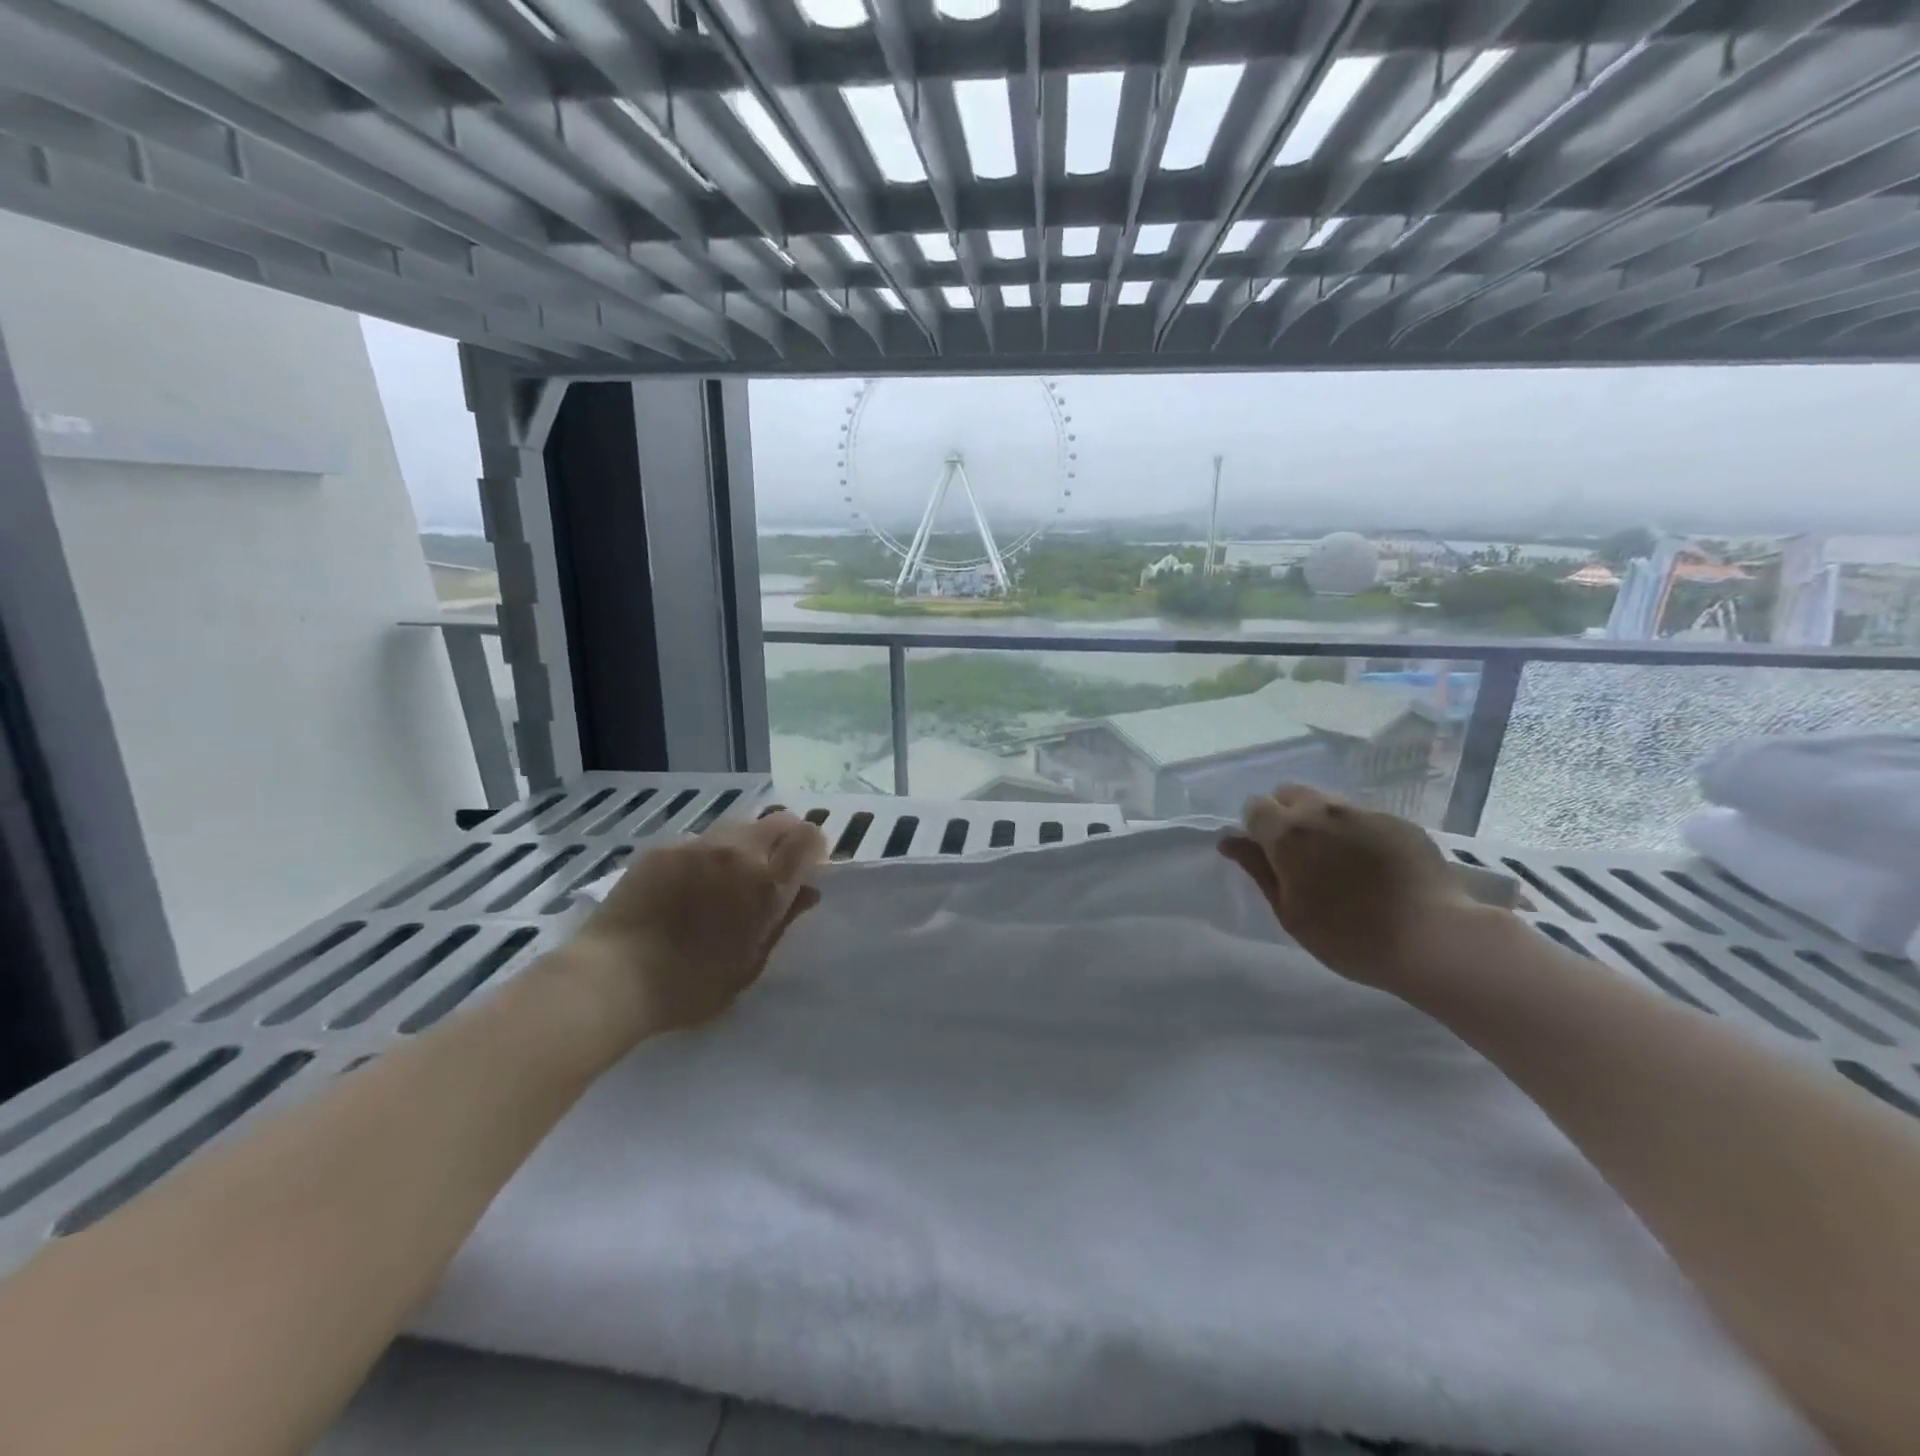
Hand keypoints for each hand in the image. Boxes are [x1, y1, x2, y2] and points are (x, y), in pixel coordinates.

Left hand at [571, 812, 826, 1034]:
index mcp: (766, 884)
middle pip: (778, 820)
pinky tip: (689, 885)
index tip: (808, 866)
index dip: (814, 847)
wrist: (612, 978)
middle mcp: (737, 852)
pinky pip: (699, 840)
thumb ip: (782, 922)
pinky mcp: (664, 847)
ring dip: (747, 843)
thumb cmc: (690, 986)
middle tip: (775, 868)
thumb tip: (807, 892)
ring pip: (739, 825)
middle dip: (786, 838)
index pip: (808, 837)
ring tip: (730, 875)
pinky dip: (707, 855)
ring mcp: (697, 844)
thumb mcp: (749, 964)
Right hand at [1219, 785, 1478, 992]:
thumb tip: (1229, 840)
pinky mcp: (1398, 821)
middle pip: (1289, 793)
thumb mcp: (1290, 912)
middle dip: (1285, 815)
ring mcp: (1364, 812)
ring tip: (1338, 859)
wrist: (1434, 939)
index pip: (1255, 807)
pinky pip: (1362, 816)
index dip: (1256, 829)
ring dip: (1320, 820)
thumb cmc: (1348, 936)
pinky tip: (1372, 865)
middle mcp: (1322, 811)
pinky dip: (1355, 831)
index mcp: (1288, 833)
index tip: (1269, 858)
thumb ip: (1257, 869)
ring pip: (1326, 801)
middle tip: (1299, 856)